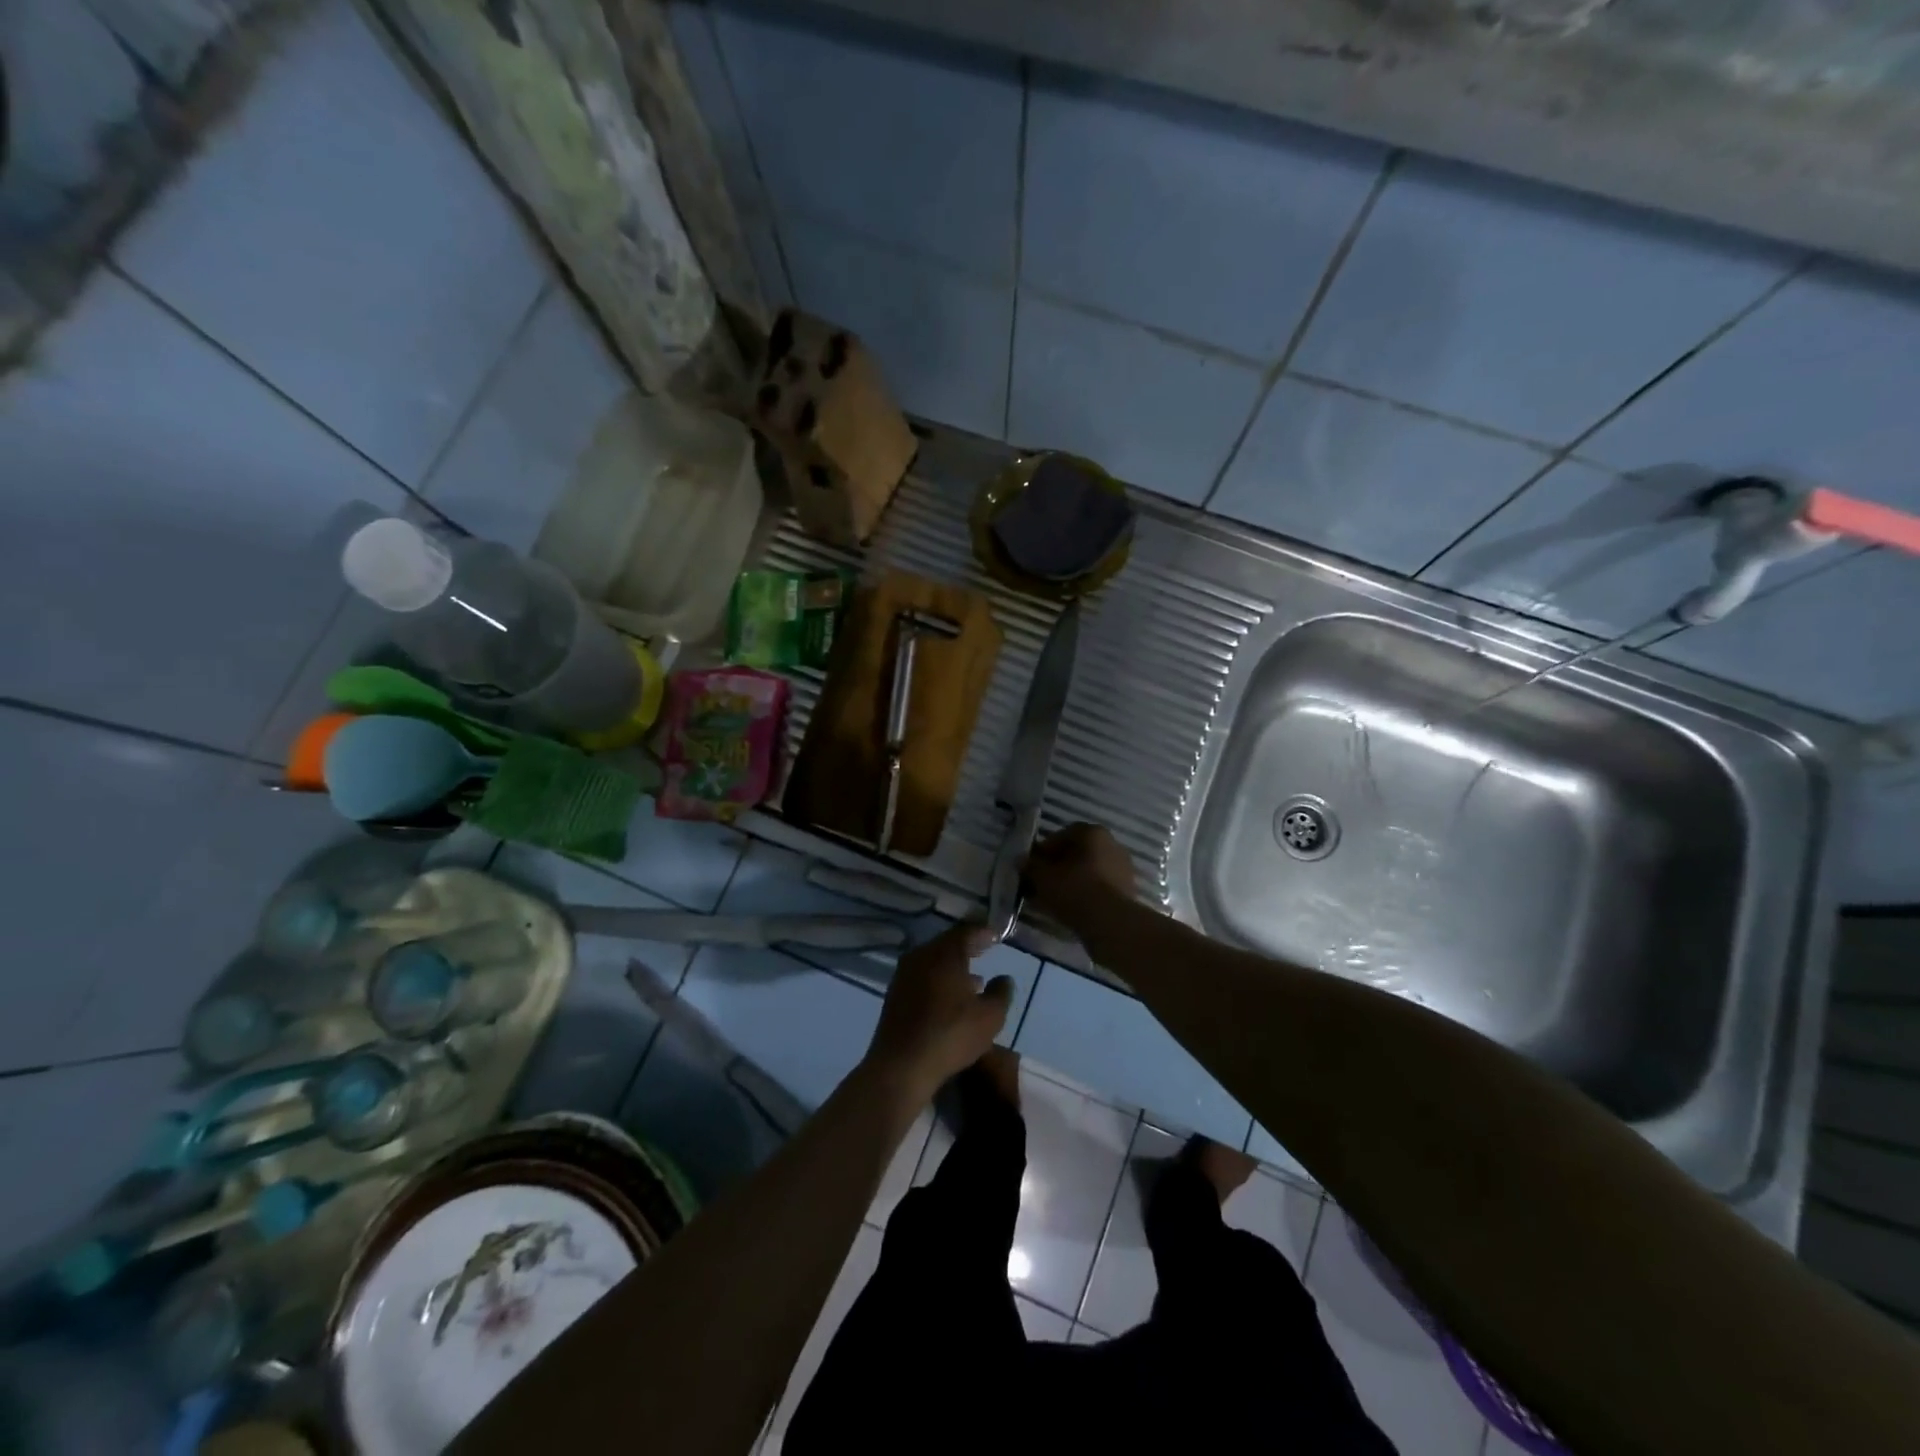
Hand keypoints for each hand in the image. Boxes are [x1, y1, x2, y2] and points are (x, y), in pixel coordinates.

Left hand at [863, 923, 1012, 1101]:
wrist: (901, 1065)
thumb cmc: (950, 1035)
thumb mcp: (989, 1017)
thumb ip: (1000, 993)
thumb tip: (1004, 978)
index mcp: (944, 954)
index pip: (966, 932)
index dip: (983, 933)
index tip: (996, 936)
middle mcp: (921, 956)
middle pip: (947, 944)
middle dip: (968, 947)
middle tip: (985, 949)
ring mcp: (904, 975)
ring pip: (934, 962)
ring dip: (954, 966)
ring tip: (974, 980)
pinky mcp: (895, 995)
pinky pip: (923, 977)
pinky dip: (939, 980)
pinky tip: (951, 998)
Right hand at [1024, 823, 1136, 926]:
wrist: (1111, 923)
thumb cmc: (1074, 890)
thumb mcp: (1043, 877)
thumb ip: (1031, 866)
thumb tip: (1022, 861)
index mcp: (1092, 832)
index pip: (1062, 835)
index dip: (1044, 851)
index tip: (1033, 867)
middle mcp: (1112, 844)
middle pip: (1078, 853)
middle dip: (1059, 867)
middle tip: (1042, 884)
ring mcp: (1123, 868)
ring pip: (1089, 871)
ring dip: (1072, 881)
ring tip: (1055, 900)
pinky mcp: (1128, 891)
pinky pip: (1100, 888)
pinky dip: (1086, 894)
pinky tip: (1073, 909)